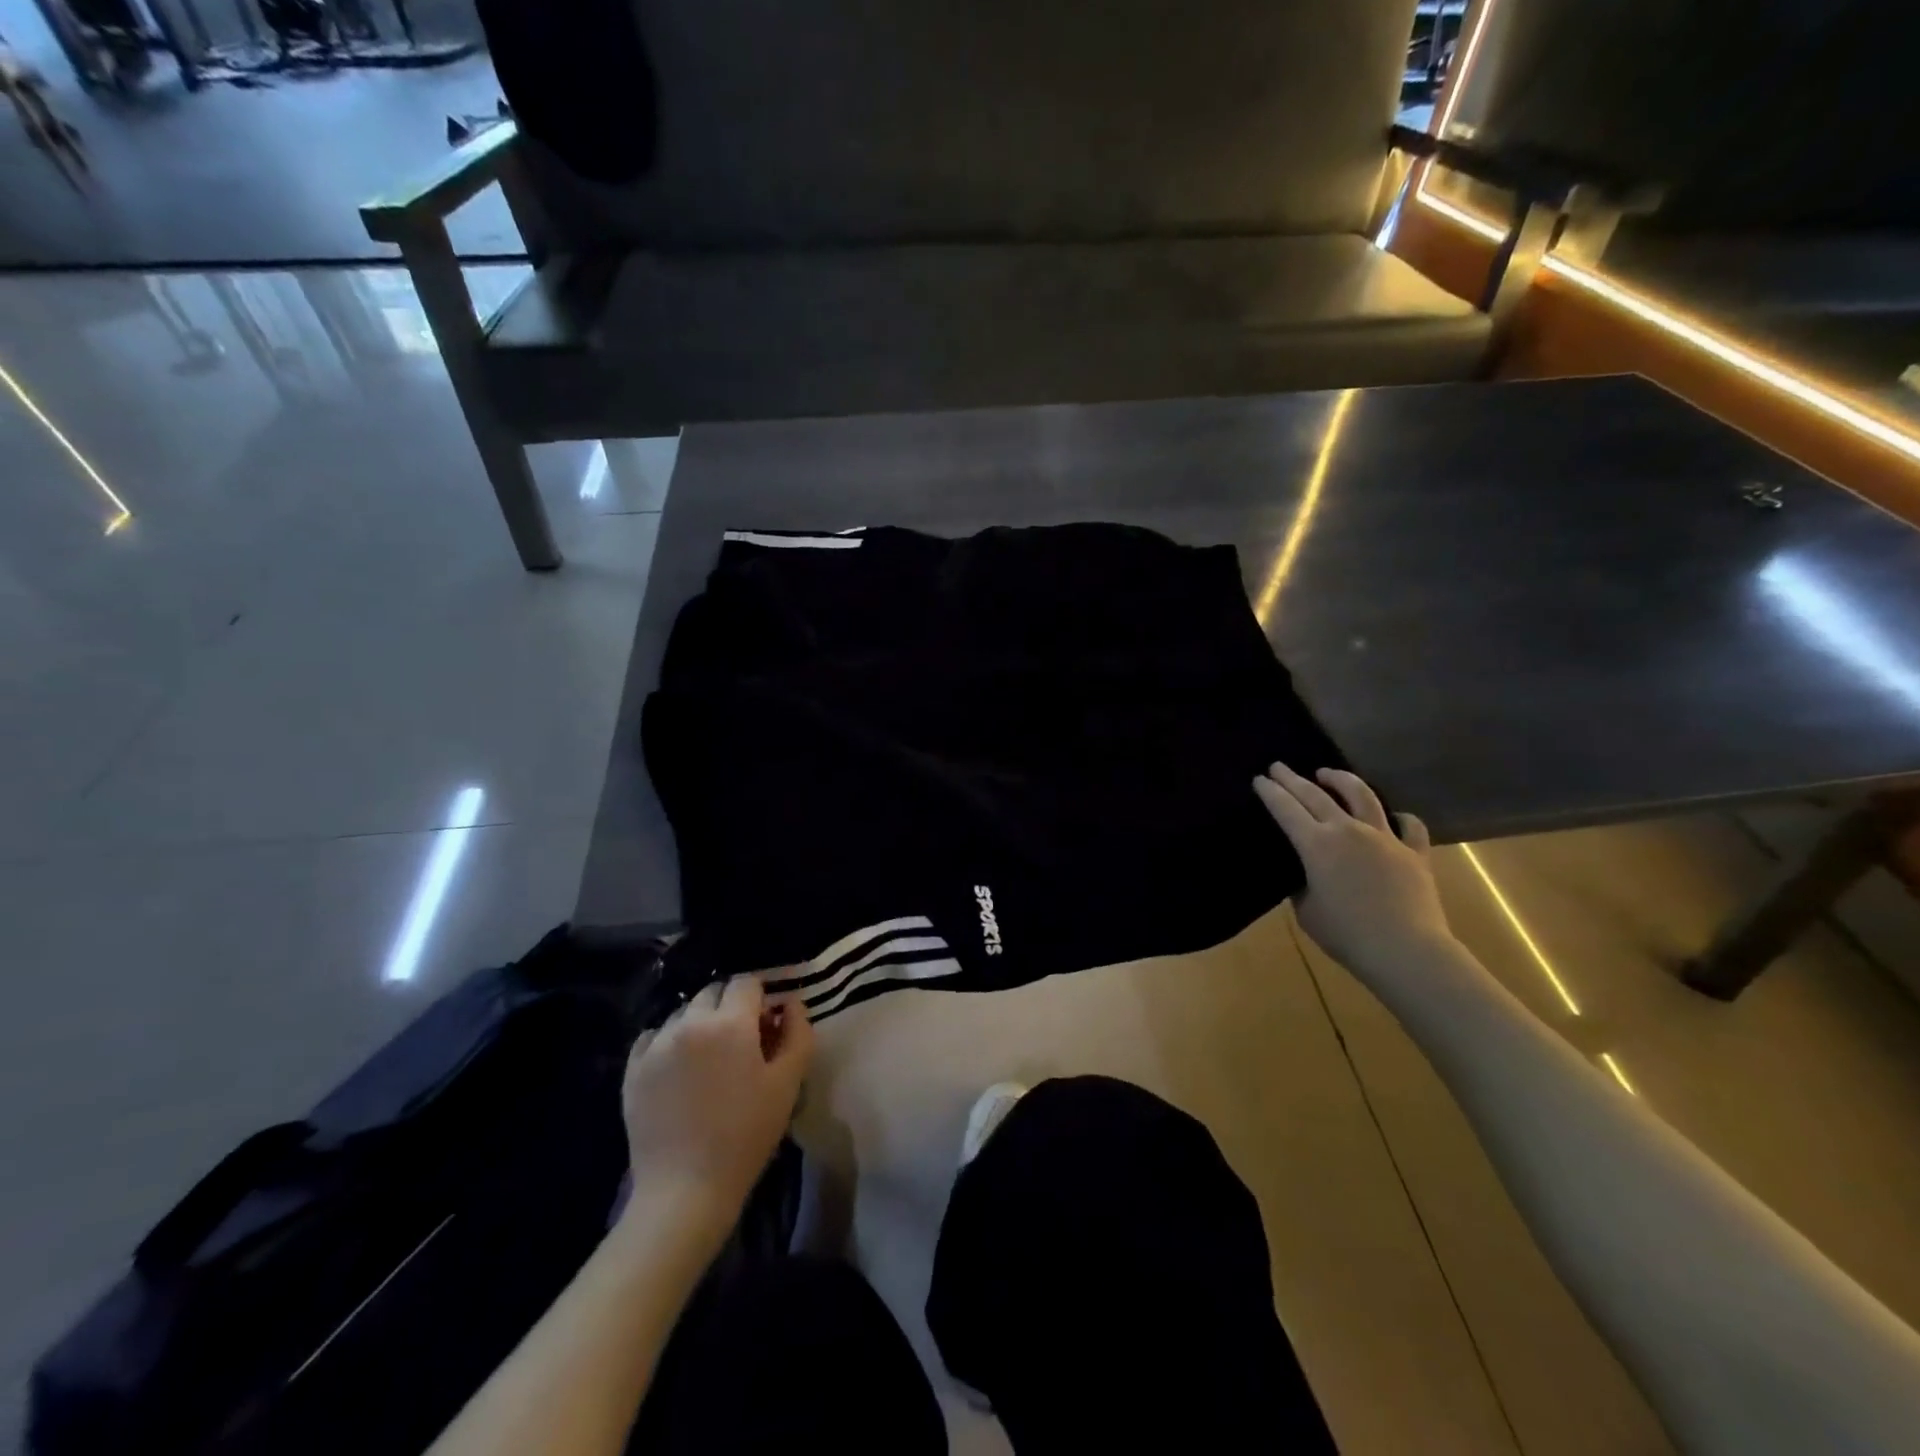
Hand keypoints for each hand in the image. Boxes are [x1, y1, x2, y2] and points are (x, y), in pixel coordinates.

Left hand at [620, 974, 813, 1223]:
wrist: (685, 1189)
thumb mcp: (788, 1083)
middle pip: (714, 992)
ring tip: (708, 1060)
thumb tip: (790, 1003)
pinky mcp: (632, 1069)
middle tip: (740, 1044)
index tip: (766, 1025)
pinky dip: (670, 1042)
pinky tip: (680, 1071)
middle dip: (730, 1007)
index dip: (761, 998)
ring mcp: (656, 1044)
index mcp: (729, 1022)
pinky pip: (654, 1037)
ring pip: (684, 1013)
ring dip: (700, 1023)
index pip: (747, 982)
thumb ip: (797, 1032)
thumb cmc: (745, 1134)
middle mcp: (689, 1022)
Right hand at [1253, 763, 1455, 977]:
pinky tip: (1393, 817)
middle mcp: (1348, 831)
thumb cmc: (1347, 934)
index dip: (1270, 792)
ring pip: (1362, 795)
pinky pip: (1409, 826)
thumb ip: (1303, 885)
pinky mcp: (1415, 852)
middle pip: (1316, 795)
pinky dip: (1399, 818)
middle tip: (1279, 767)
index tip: (1259, 779)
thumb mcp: (1307, 911)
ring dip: (1341, 780)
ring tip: (1328, 773)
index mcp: (1316, 845)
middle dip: (1293, 779)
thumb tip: (1307, 874)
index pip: (1286, 809)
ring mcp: (1385, 838)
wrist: (1406, 950)